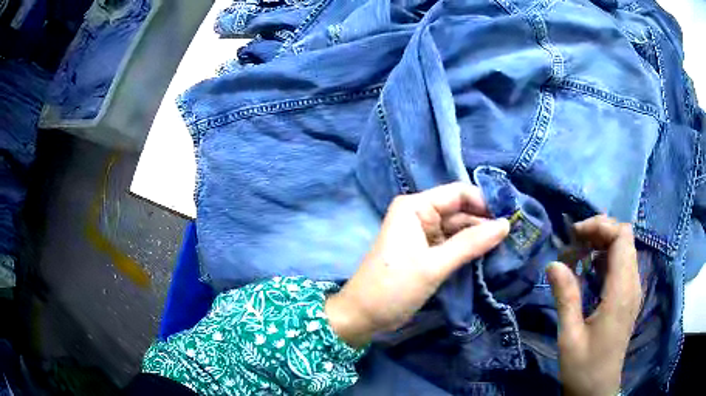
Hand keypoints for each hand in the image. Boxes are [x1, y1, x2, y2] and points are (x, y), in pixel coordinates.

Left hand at [325, 182, 509, 347]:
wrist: (364, 316)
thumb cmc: (394, 287)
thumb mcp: (434, 265)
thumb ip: (471, 243)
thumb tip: (506, 224)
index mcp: (415, 207)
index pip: (458, 193)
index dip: (484, 202)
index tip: (510, 216)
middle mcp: (419, 214)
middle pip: (460, 210)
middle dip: (485, 221)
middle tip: (514, 233)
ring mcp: (423, 234)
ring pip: (458, 228)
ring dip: (479, 236)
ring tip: (507, 245)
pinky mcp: (426, 252)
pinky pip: (452, 244)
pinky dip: (468, 249)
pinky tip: (488, 254)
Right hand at [547, 215, 641, 395]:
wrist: (597, 389)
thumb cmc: (584, 367)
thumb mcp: (570, 336)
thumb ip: (566, 297)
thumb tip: (554, 263)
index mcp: (621, 292)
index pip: (622, 237)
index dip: (600, 226)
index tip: (574, 235)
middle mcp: (633, 285)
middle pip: (625, 237)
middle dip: (600, 231)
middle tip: (574, 243)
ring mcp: (633, 290)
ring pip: (625, 249)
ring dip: (603, 243)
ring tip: (578, 254)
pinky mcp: (629, 297)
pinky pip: (623, 264)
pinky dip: (606, 257)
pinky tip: (589, 269)